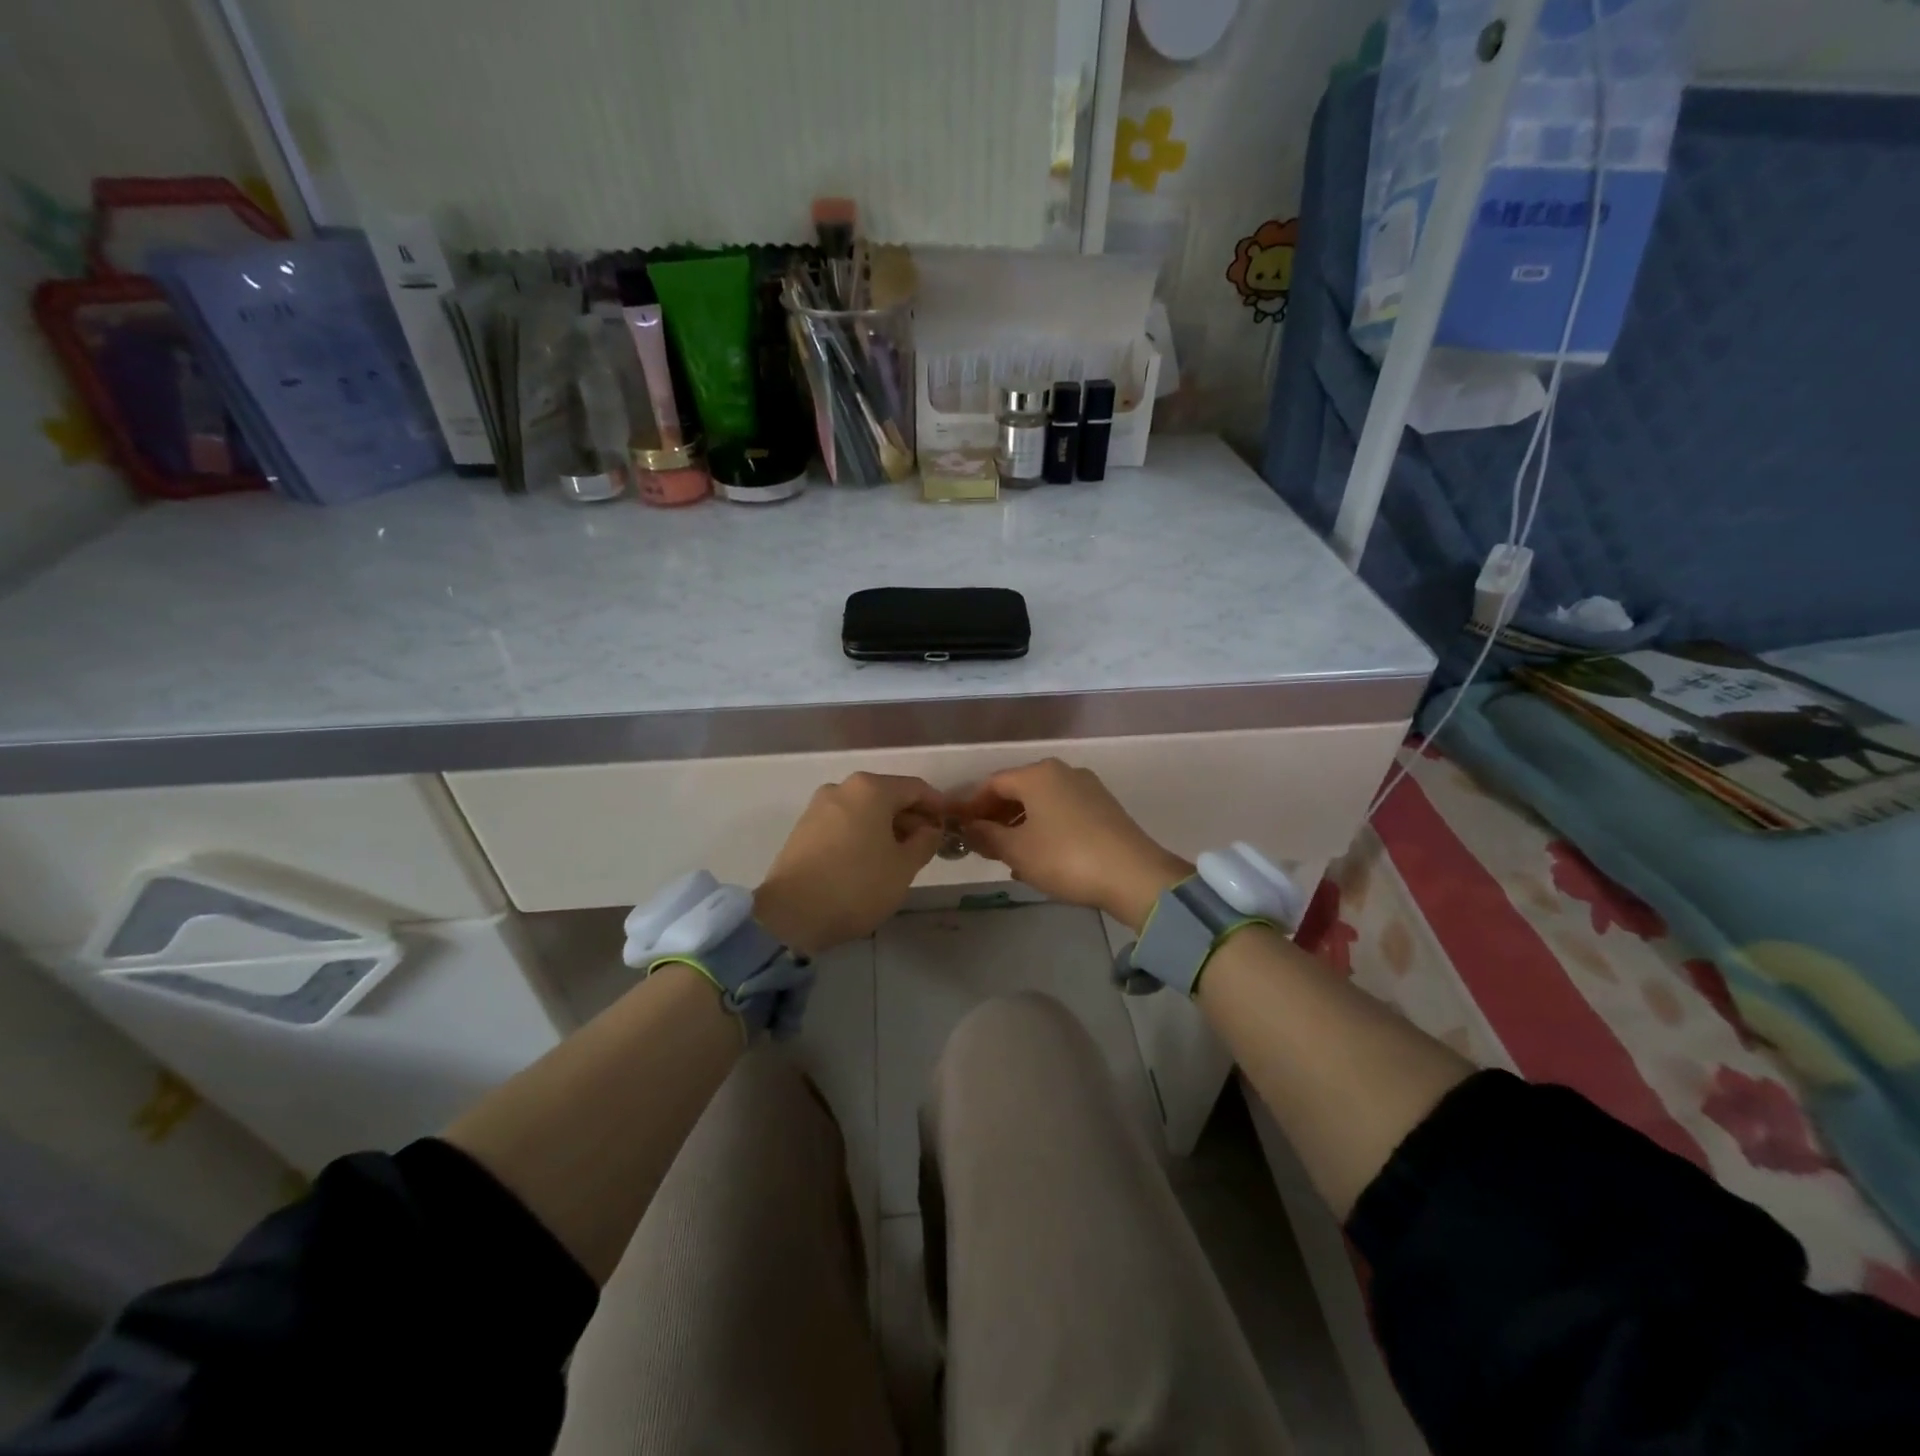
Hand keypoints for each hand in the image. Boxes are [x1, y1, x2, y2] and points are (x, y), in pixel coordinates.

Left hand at [754, 773, 945, 954]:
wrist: (791, 914)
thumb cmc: (857, 885)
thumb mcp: (904, 867)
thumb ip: (925, 842)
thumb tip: (930, 829)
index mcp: (871, 788)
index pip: (916, 788)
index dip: (937, 805)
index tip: (949, 825)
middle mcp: (843, 788)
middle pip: (887, 795)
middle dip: (910, 817)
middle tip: (926, 845)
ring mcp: (818, 807)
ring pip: (864, 810)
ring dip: (885, 827)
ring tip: (899, 856)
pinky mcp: (803, 829)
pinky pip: (844, 823)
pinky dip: (862, 834)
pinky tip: (869, 860)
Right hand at [952, 759, 1189, 930]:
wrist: (1133, 875)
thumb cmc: (1065, 857)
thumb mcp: (1017, 850)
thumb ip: (986, 835)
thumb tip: (968, 827)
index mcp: (1037, 774)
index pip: (992, 784)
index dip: (971, 806)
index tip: (958, 828)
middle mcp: (1062, 772)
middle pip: (1018, 790)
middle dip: (996, 816)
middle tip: (981, 844)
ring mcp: (1087, 788)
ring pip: (1041, 802)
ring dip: (1020, 825)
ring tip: (1007, 854)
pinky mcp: (1103, 807)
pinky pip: (1062, 812)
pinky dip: (1044, 828)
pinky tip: (1039, 856)